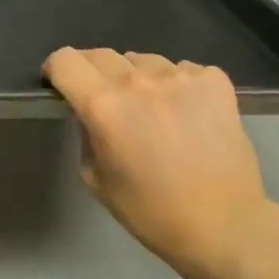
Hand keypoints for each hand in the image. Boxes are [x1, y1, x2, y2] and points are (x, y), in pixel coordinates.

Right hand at [43, 47, 278, 278]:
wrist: (223, 224)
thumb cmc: (150, 211)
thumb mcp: (96, 178)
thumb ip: (87, 136)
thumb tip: (92, 115)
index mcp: (103, 106)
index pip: (65, 60)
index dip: (56, 69)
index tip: (60, 84)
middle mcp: (139, 82)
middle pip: (102, 55)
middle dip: (92, 72)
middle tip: (103, 100)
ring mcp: (181, 78)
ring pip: (143, 60)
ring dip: (136, 78)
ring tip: (150, 107)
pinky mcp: (215, 82)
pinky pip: (183, 70)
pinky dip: (176, 84)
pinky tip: (185, 112)